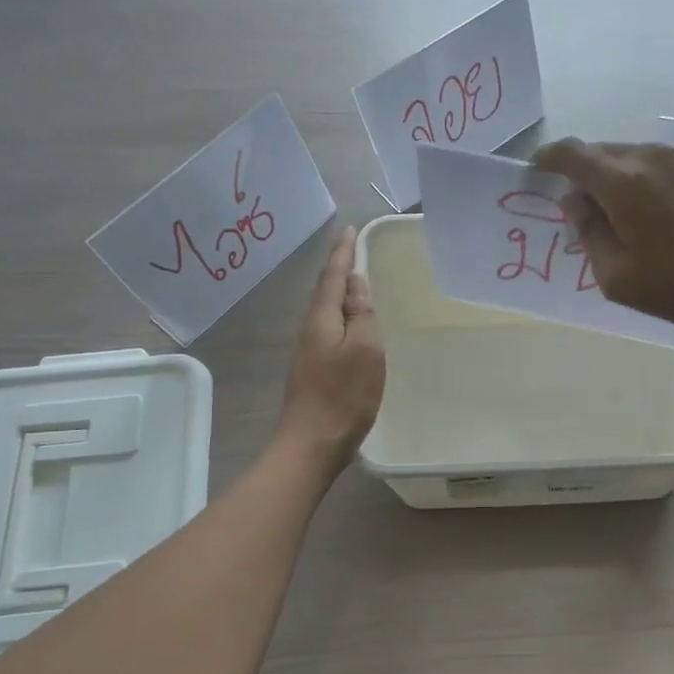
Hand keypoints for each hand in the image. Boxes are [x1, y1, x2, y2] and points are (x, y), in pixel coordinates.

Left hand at [277, 227, 384, 470]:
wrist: (311, 445)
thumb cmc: (343, 396)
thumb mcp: (365, 350)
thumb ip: (361, 314)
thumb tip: (355, 283)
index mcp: (321, 320)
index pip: (332, 277)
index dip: (342, 252)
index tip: (348, 229)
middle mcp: (309, 330)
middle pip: (324, 291)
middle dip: (337, 268)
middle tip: (351, 248)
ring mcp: (308, 352)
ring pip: (325, 311)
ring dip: (338, 292)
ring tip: (353, 280)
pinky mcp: (313, 370)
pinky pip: (328, 329)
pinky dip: (340, 316)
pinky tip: (349, 324)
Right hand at [532, 139, 673, 329]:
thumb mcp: (619, 278)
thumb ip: (589, 234)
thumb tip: (576, 202)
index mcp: (623, 182)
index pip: (572, 154)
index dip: (549, 158)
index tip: (539, 169)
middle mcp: (654, 156)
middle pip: (606, 152)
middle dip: (588, 173)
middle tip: (589, 208)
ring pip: (641, 156)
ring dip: (626, 177)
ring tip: (636, 214)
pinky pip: (673, 163)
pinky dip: (659, 179)